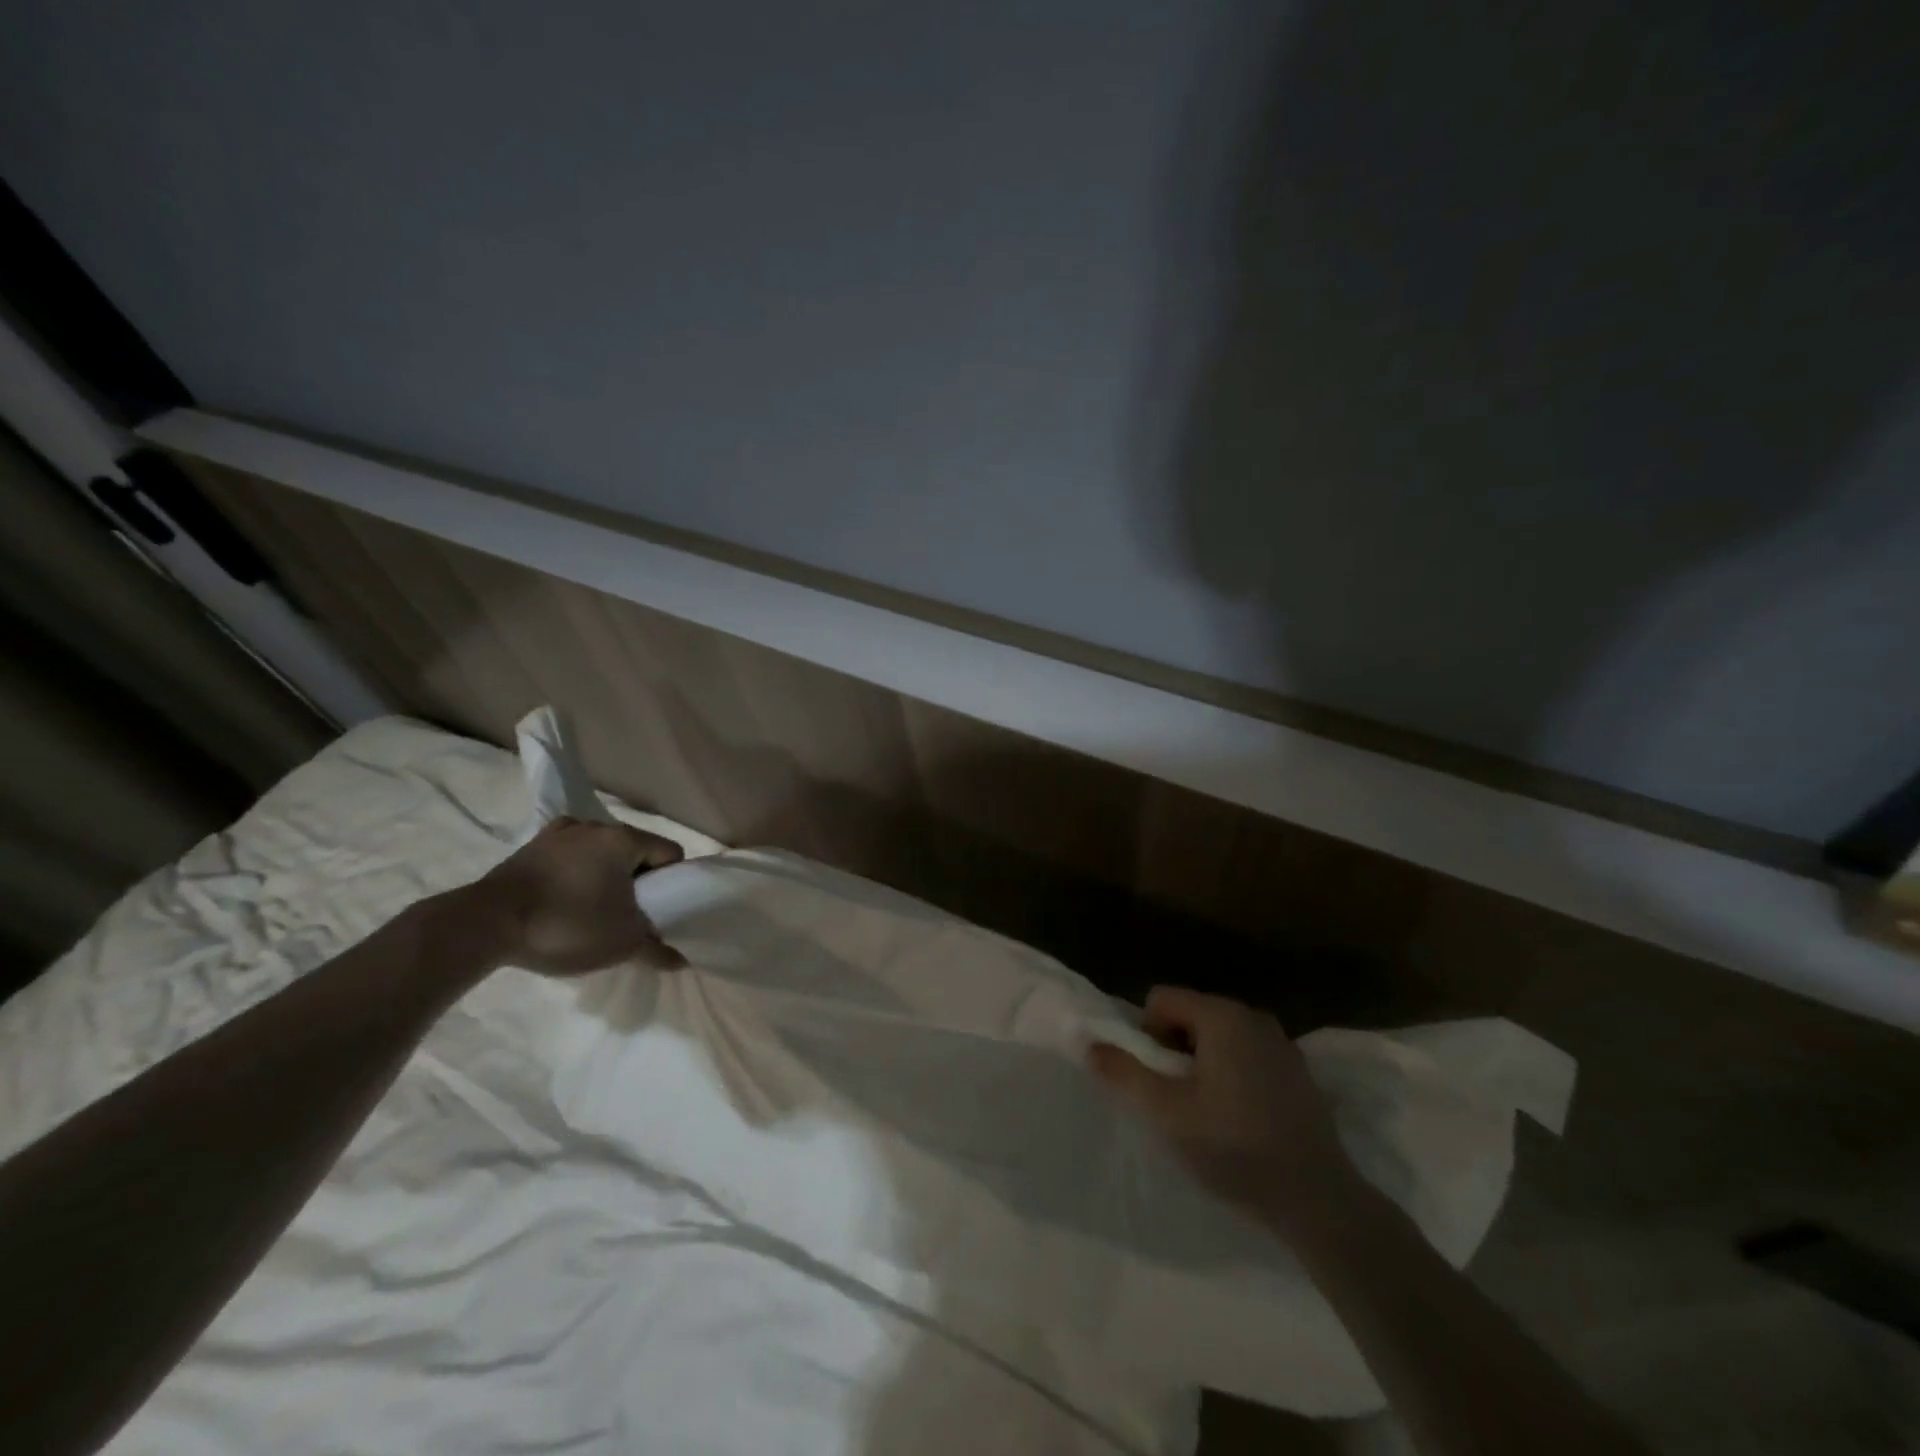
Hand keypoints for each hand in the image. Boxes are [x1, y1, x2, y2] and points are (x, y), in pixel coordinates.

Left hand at [468, 817, 685, 974]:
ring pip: (601, 851)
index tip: (657, 910)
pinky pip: (569, 853)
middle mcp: (596, 826)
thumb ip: (656, 950)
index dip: (672, 882)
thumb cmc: (566, 925)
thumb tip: (680, 961)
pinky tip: (566, 892)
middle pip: (636, 850)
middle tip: (628, 914)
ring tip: (594, 907)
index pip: (670, 853)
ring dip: (606, 873)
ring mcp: (560, 833)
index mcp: (625, 839)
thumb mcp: (621, 944)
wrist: (485, 926)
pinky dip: (575, 868)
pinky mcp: (531, 847)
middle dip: (638, 879)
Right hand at [1088, 986, 1352, 1223]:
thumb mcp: (1166, 1112)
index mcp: (1221, 1016)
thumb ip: (1124, 1073)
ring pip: (1219, 1035)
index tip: (1160, 1079)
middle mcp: (1253, 1016)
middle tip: (1181, 1098)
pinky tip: (1242, 1118)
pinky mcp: (1298, 1071)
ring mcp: (1281, 1042)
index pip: (1161, 998)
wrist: (1318, 1199)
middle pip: (1190, 1013)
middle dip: (1175, 1048)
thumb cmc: (1234, 1148)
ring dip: (1203, 1062)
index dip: (1147, 1034)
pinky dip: (1233, 1073)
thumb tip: (1091, 1044)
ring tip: (1210, 1111)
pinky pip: (1247, 1054)